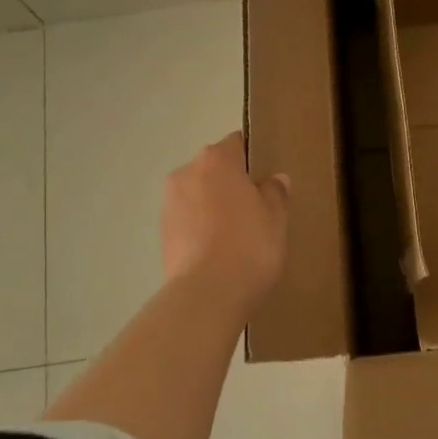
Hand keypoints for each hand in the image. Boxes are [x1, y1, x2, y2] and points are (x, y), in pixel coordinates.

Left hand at [159, 132, 289, 315]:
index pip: (236, 143)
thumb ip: (275, 192)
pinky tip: (219, 251)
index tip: (266, 179)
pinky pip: (187, 220)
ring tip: (236, 235)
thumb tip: (274, 179)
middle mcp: (187, 172)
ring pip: (198, 195)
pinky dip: (200, 228)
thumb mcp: (276, 218)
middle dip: (230, 183)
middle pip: (213, 169)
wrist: (206, 294)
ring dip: (213, 206)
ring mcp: (169, 203)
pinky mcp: (161, 233)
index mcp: (217, 159)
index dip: (252, 158)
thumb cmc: (249, 245)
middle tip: (255, 209)